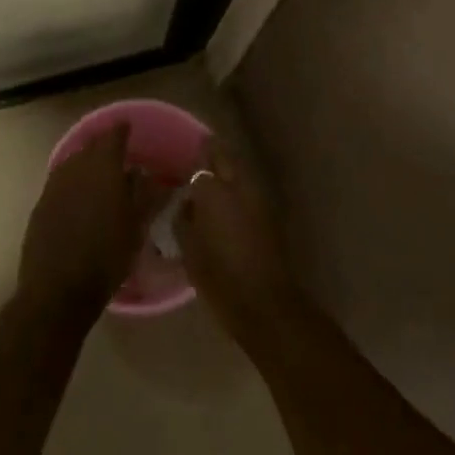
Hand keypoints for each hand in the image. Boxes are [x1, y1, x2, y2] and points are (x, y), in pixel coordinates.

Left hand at [20, 123, 166, 318]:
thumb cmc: (106, 257)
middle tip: (119, 153)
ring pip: (73, 162)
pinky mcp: (40, 205)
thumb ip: (146, 194)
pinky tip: (80, 197)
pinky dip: (72, 181)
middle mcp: (75, 168)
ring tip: (100, 174)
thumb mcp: (137, 226)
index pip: (113, 136)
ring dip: (86, 162)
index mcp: (102, 168)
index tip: (129, 127)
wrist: (57, 290)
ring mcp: (54, 185)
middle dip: (104, 145)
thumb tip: (149, 174)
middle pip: (91, 146)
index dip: (122, 130)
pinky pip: (60, 181)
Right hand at [175, 135, 299, 344]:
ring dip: (229, 169)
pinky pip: (251, 190)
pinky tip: (229, 202)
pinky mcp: (270, 213)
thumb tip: (185, 204)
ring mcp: (258, 197)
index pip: (202, 162)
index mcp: (213, 190)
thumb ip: (183, 218)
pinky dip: (240, 188)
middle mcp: (238, 185)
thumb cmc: (218, 276)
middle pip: (226, 157)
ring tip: (213, 180)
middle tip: (200, 157)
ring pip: (241, 171)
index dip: (193, 159)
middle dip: (214, 153)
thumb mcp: (188, 248)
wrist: (263, 301)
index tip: (184, 160)